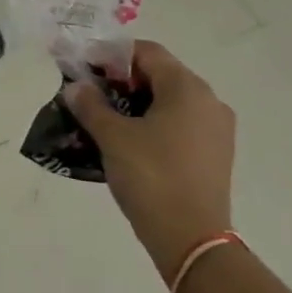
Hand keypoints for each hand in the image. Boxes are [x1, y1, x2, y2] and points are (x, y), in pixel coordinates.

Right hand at [63, 40, 234, 280]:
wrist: (191, 240)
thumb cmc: (151, 177)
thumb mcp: (113, 137)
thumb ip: (91, 105)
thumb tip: (76, 86)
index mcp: (187, 88)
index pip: (146, 52)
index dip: (112, 55)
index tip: (84, 68)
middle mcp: (208, 101)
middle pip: (159, 74)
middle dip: (122, 80)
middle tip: (90, 93)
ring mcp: (216, 130)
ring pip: (170, 101)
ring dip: (137, 103)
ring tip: (104, 119)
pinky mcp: (215, 155)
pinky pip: (180, 125)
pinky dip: (154, 124)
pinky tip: (129, 142)